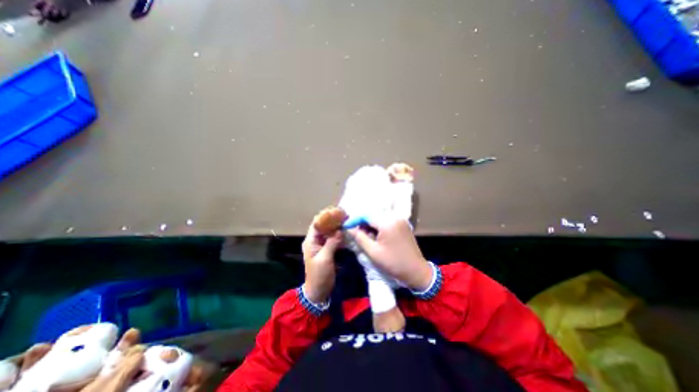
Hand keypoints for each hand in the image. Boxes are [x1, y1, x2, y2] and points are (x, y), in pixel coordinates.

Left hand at [302, 223, 343, 302]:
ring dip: (338, 227)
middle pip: (324, 226)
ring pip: (330, 232)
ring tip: (348, 222)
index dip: (327, 217)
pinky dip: (340, 236)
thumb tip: (340, 230)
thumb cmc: (319, 275)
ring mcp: (322, 245)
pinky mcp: (328, 250)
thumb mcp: (325, 259)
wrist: (318, 291)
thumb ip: (331, 243)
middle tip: (346, 216)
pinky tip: (347, 233)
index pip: (317, 224)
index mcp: (311, 241)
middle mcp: (316, 241)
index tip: (339, 213)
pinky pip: (334, 239)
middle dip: (334, 221)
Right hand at [348, 217, 435, 290]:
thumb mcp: (373, 252)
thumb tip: (349, 228)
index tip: (346, 227)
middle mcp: (395, 217)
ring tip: (365, 236)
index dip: (355, 219)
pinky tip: (376, 235)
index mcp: (387, 222)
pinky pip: (387, 220)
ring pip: (379, 217)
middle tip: (355, 233)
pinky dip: (379, 226)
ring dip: (370, 224)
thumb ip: (360, 237)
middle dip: (362, 222)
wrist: (416, 271)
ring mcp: (400, 220)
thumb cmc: (393, 263)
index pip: (366, 214)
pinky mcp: (403, 224)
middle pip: (373, 214)